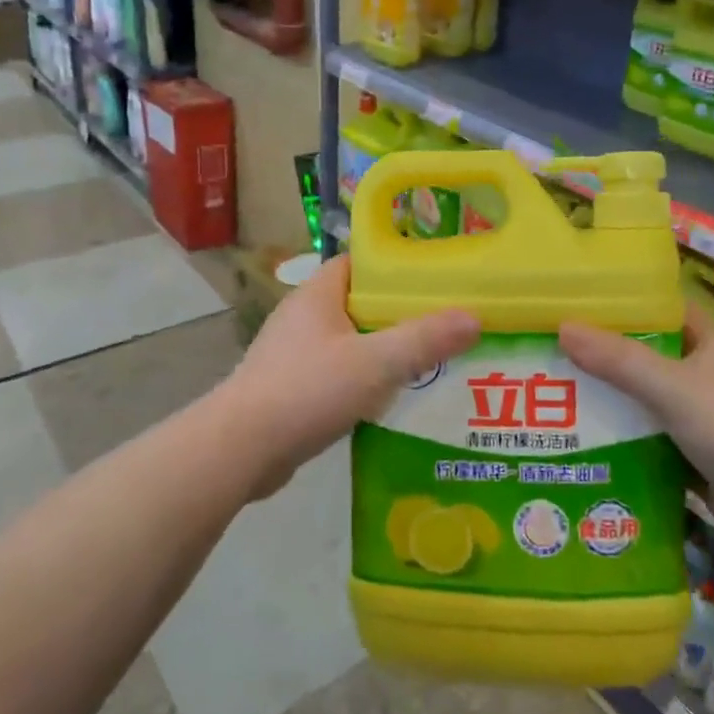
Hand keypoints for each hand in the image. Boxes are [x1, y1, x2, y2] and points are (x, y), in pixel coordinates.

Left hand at [222, 256, 479, 496]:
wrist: (240, 449)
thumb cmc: (307, 391)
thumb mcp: (375, 363)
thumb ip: (424, 340)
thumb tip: (474, 317)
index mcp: (318, 293)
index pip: (361, 264)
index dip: (397, 268)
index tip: (436, 282)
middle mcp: (304, 316)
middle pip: (360, 304)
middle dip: (400, 315)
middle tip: (444, 327)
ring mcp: (294, 354)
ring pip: (351, 343)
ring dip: (383, 352)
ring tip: (430, 364)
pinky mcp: (291, 388)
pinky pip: (338, 375)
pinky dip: (364, 382)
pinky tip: (392, 401)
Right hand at [559, 304, 713, 519]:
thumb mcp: (674, 388)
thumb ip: (619, 361)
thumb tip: (562, 327)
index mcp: (708, 347)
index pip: (663, 311)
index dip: (626, 303)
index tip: (577, 302)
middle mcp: (703, 380)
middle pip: (645, 359)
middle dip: (602, 358)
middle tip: (548, 353)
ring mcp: (700, 423)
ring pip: (643, 405)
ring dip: (608, 405)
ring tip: (550, 398)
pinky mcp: (694, 463)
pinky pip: (648, 446)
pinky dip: (620, 446)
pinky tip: (579, 446)